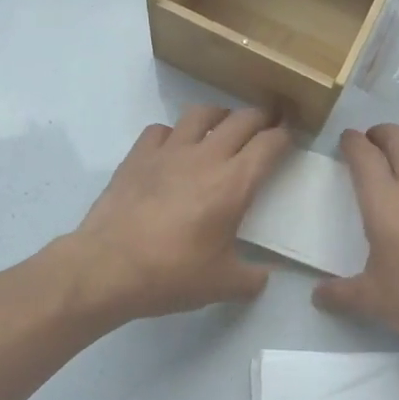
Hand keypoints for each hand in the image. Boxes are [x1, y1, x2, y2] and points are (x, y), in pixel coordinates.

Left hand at [58, 105, 292, 324]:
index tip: (290, 139)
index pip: (269, 145)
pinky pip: (161, 130)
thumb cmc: (172, 275)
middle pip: (241, 120)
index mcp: (234, 184)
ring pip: (200, 114)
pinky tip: (173, 149)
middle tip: (266, 126)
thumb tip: (264, 276)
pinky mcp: (136, 157)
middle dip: (260, 119)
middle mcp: (204, 157)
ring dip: (219, 116)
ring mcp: (167, 152)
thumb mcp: (223, 285)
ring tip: (223, 127)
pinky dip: (175, 134)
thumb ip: (252, 278)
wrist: (108, 268)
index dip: (285, 137)